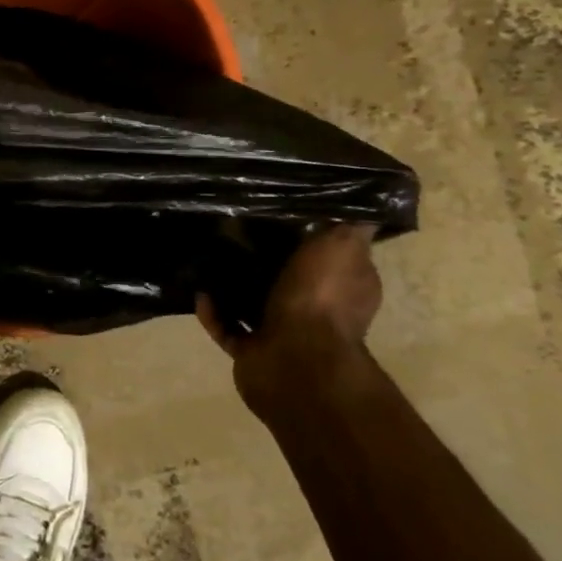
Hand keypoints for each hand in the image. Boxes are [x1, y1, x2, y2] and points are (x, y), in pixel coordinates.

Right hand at [197, 224, 380, 398]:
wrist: (295, 361)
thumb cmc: (321, 298)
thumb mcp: (344, 246)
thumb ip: (350, 224)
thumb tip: (362, 198)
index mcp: (346, 285)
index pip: (331, 253)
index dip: (312, 232)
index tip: (283, 209)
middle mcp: (319, 309)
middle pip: (289, 275)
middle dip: (264, 256)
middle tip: (234, 228)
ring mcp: (285, 332)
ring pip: (256, 301)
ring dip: (233, 283)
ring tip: (208, 256)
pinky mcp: (253, 350)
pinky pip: (227, 326)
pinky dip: (213, 312)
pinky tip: (199, 292)